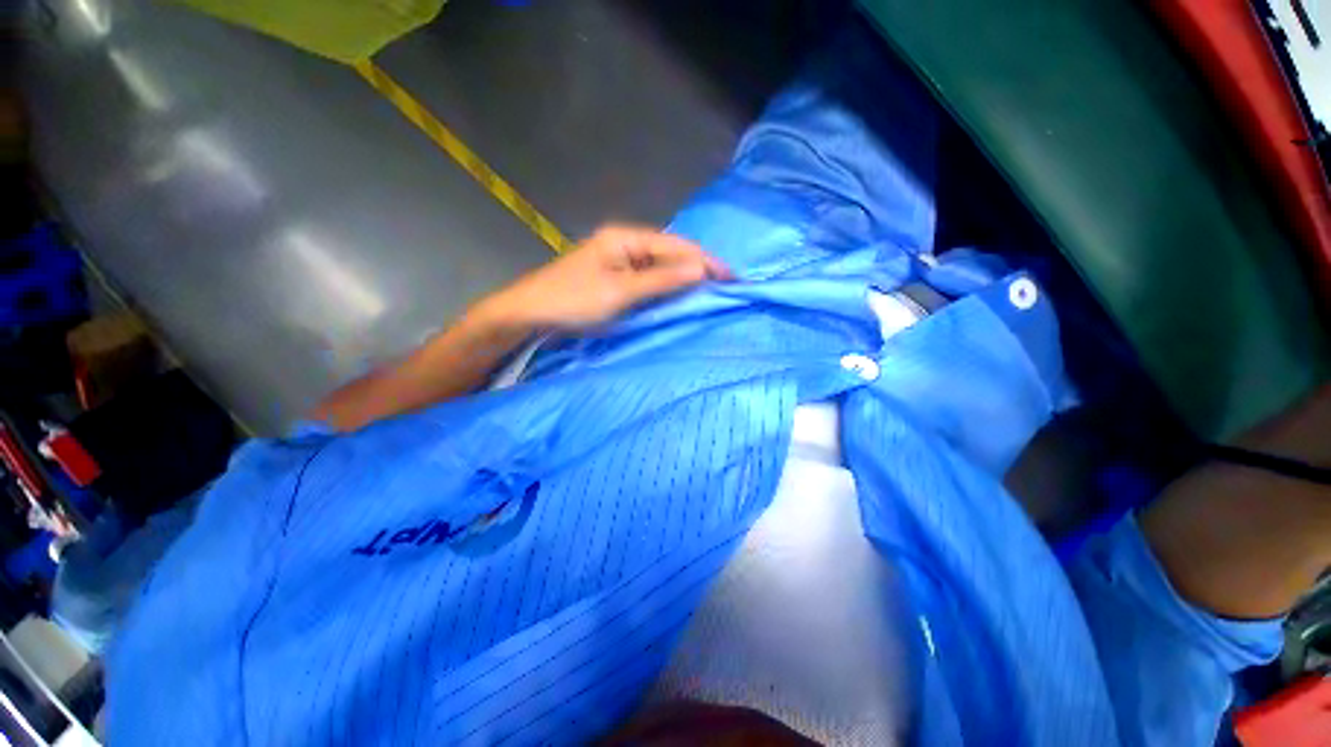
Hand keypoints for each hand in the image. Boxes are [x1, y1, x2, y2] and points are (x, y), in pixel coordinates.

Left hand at [473, 224, 730, 332]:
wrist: (530, 313)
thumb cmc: (573, 300)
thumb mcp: (620, 291)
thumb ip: (661, 279)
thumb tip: (702, 269)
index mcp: (626, 238)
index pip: (676, 246)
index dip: (705, 260)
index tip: (732, 277)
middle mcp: (625, 243)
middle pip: (670, 252)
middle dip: (698, 267)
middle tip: (726, 285)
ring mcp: (618, 260)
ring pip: (660, 266)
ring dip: (684, 277)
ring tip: (710, 290)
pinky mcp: (614, 277)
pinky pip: (649, 278)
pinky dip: (666, 286)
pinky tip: (679, 294)